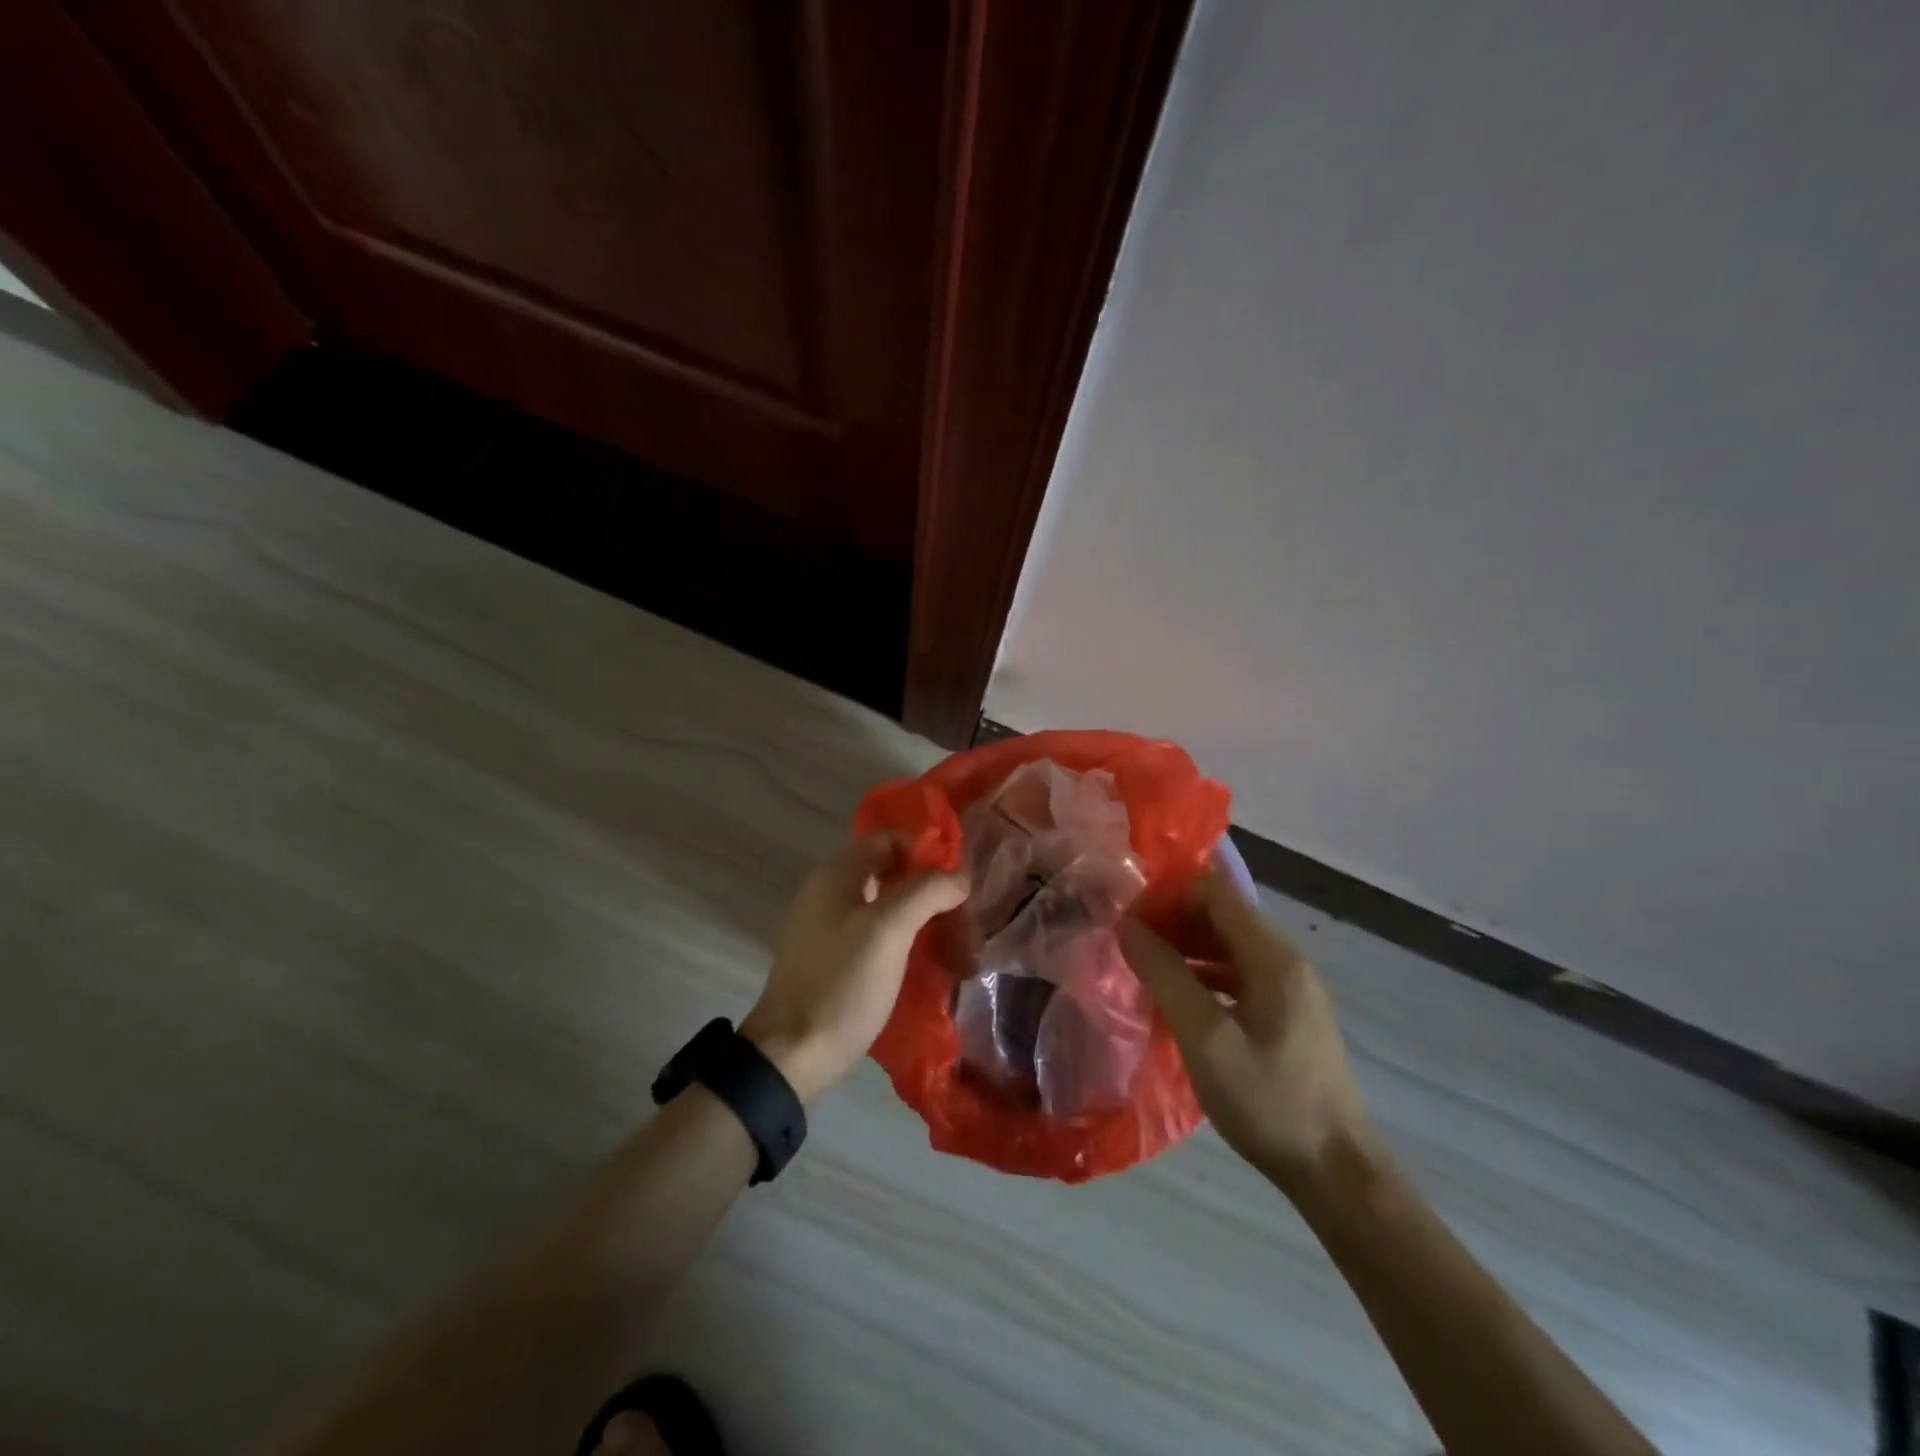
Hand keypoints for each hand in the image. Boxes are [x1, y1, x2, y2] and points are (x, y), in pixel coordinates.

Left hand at [741, 832, 968, 1104]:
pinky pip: (875, 936)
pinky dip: (904, 944)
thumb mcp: (889, 930)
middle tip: (963, 926)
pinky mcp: (830, 960)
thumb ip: (926, 891)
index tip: (957, 884)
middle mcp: (828, 892)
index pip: (888, 838)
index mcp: (836, 874)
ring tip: (955, 953)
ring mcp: (826, 928)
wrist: (792, 1055)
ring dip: (922, 922)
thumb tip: (959, 876)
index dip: (925, 853)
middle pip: (890, 873)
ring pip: (886, 908)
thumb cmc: (842, 984)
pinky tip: (925, 967)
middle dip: (930, 894)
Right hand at [1117, 876, 1375, 1193]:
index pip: (1216, 893)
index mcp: (1273, 957)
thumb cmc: (1268, 1100)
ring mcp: (1290, 989)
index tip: (1130, 918)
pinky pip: (1238, 974)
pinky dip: (1204, 973)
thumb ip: (1165, 976)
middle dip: (1174, 919)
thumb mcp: (1205, 1038)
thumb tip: (1127, 926)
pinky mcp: (1287, 1016)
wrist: (1335, 1172)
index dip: (1170, 896)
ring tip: (1144, 965)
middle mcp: (1286, 962)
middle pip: (1223, 915)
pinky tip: (1177, 997)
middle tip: (1130, 942)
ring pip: (1229, 945)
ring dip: (1187, 946)